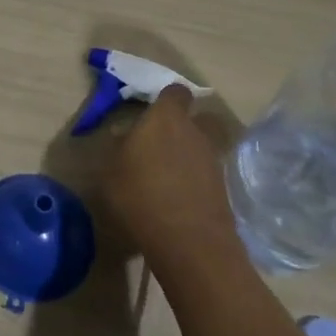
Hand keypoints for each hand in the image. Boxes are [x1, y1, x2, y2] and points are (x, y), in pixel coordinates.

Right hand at [100, 86, 242, 283]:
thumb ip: (119, 148)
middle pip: (196, 119)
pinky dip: (195, 181)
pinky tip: (177, 198)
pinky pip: (206, 175)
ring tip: (166, 177)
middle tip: (161, 144)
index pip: (175, 92)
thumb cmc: (140, 196)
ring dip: (188, 156)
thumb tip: (124, 134)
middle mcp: (195, 132)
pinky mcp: (224, 189)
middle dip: (182, 128)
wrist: (189, 242)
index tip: (153, 111)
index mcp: (166, 119)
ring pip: (202, 147)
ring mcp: (214, 161)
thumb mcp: (111, 171)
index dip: (167, 99)